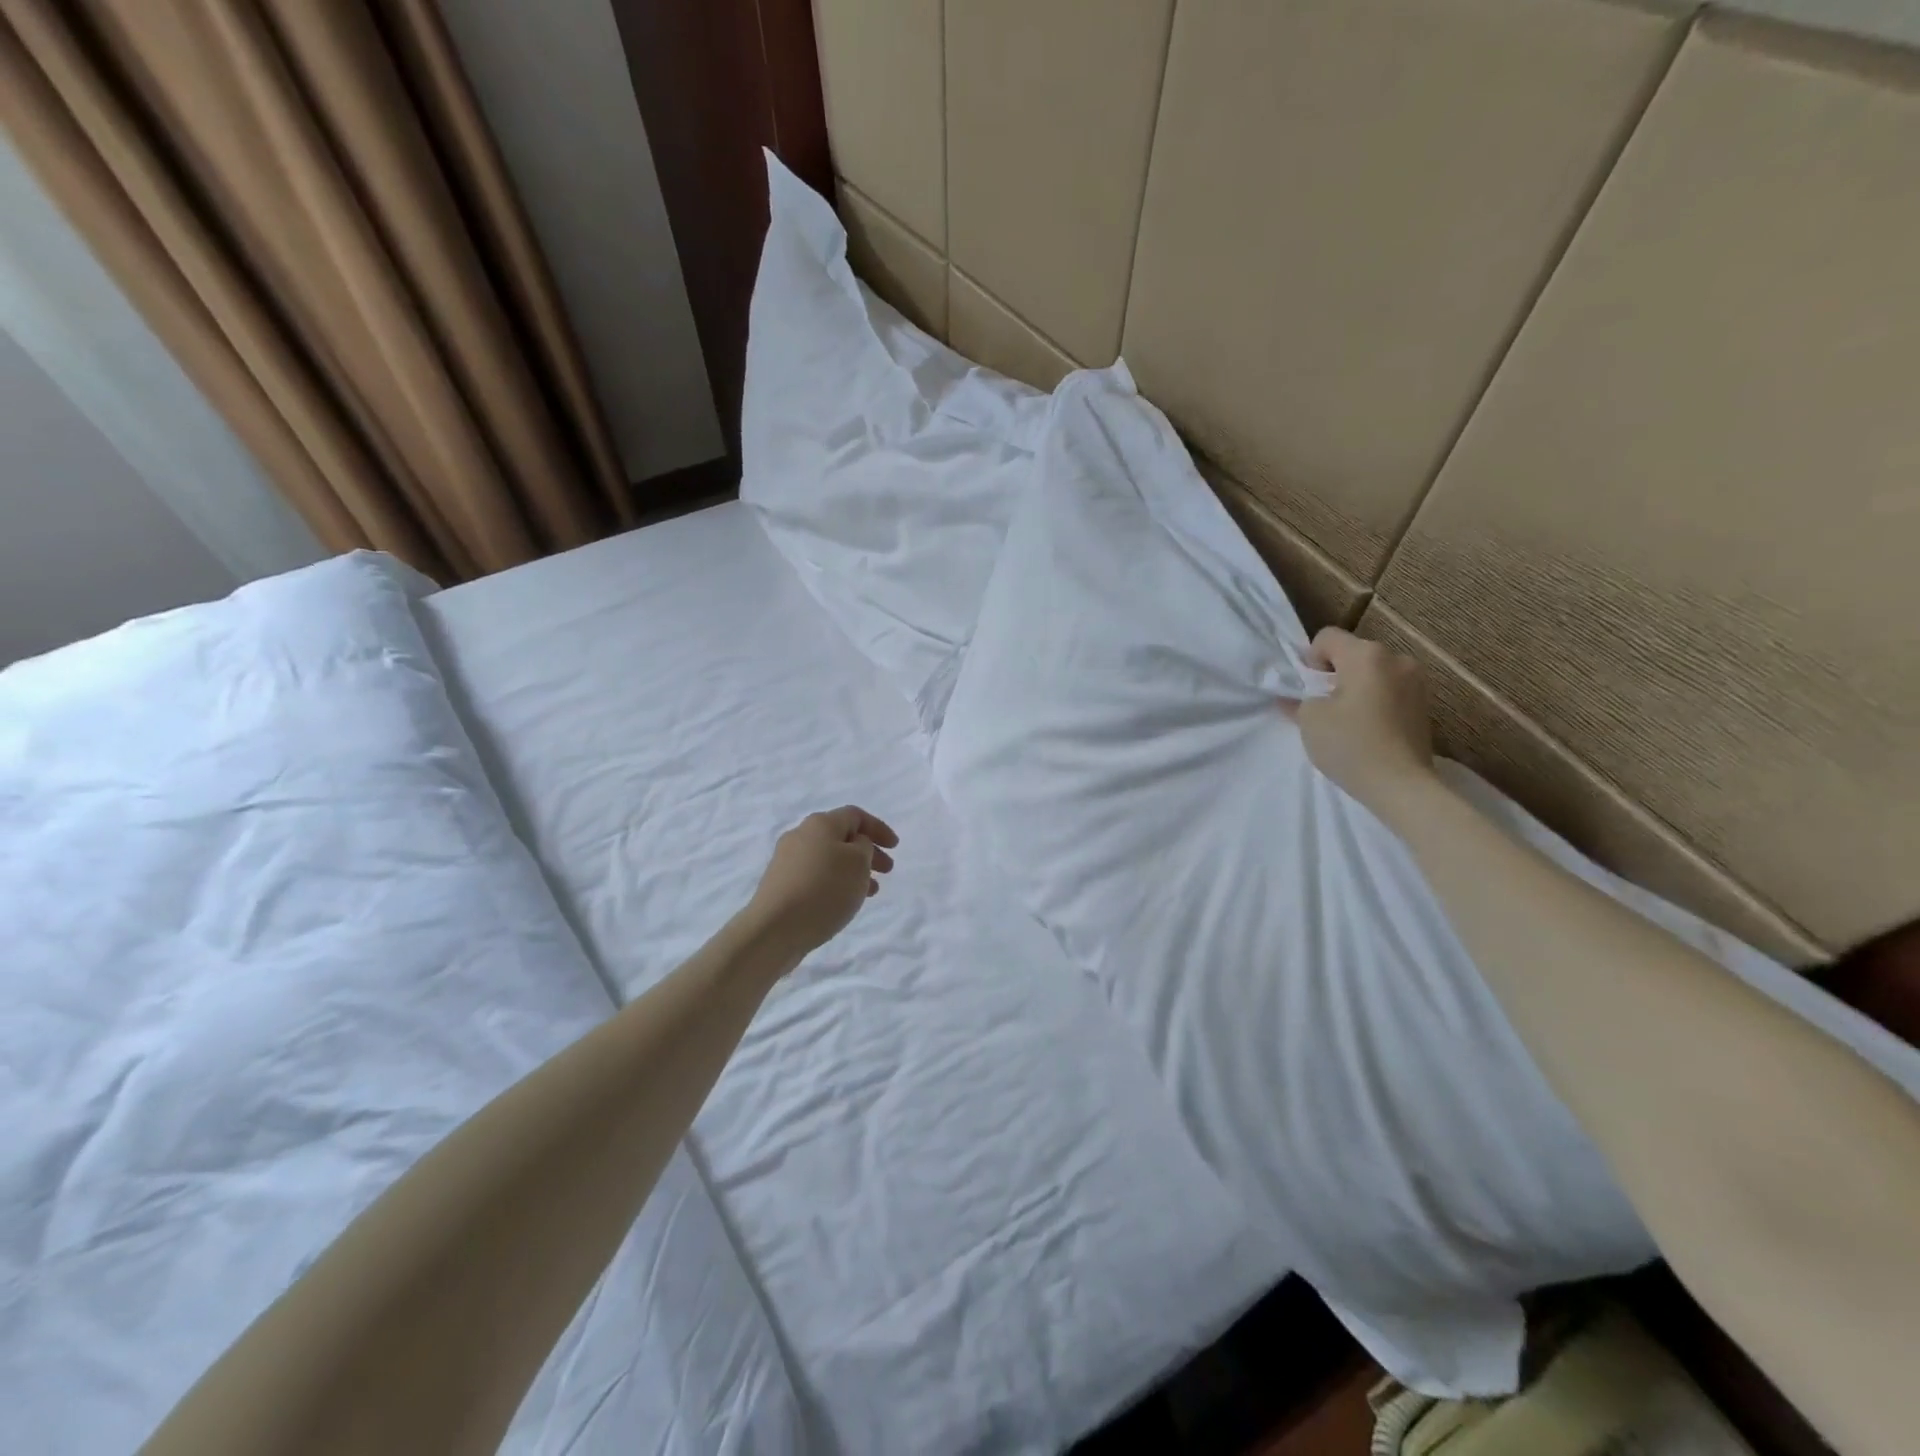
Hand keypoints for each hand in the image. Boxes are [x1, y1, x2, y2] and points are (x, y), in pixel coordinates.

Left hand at [742, 806, 898, 958]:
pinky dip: (835, 883)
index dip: (878, 828)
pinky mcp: (780, 885)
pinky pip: (816, 876)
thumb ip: (864, 847)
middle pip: (841, 837)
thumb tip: (854, 845)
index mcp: (820, 823)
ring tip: (870, 891)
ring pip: (829, 858)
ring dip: (853, 870)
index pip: (855, 815)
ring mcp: (787, 861)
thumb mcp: (858, 863)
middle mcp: (801, 835)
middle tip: (887, 871)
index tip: (896, 847)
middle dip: (868, 851)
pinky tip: (843, 901)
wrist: (774, 928)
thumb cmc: (824, 889)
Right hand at [1286, 628, 1436, 818]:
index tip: (1310, 690)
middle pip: (1353, 653)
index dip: (1310, 659)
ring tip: (1349, 720)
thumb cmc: (1351, 745)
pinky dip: (1375, 701)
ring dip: (1357, 687)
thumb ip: (1299, 700)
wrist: (1402, 786)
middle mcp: (1396, 659)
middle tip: (1325, 707)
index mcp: (1366, 655)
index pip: (1328, 637)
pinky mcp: (1425, 703)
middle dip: (1335, 674)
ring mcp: (1416, 681)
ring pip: (1373, 673)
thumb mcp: (1310, 721)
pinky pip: (1390, 690)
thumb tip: (1294, 698)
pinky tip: (1369, 728)